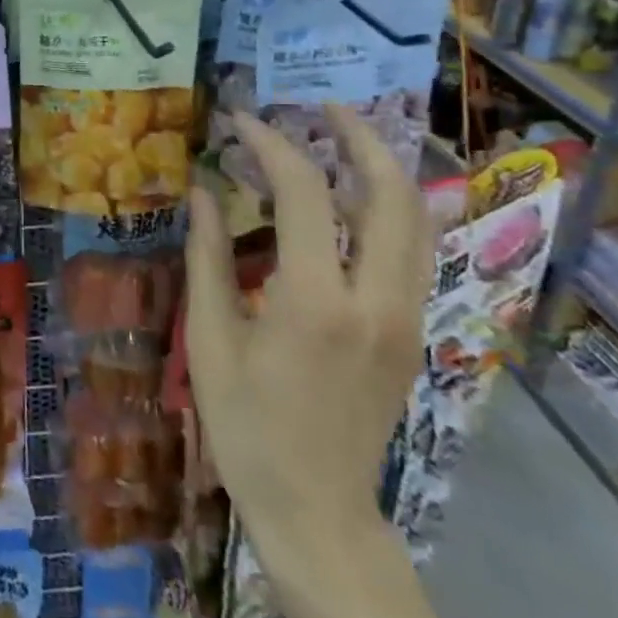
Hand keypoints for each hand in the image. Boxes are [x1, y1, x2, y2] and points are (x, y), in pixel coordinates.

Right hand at [183, 105, 432, 584]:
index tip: (241, 120)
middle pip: (389, 193)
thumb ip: (207, 256)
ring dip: (383, 167)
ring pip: (416, 219)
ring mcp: (406, 317)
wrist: (317, 511)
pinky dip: (391, 206)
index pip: (304, 192)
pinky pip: (413, 250)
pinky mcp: (413, 333)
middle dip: (358, 136)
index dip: (272, 144)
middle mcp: (375, 300)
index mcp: (315, 301)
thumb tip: (202, 190)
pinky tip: (357, 197)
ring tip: (344, 137)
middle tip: (321, 106)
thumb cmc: (248, 426)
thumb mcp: (211, 339)